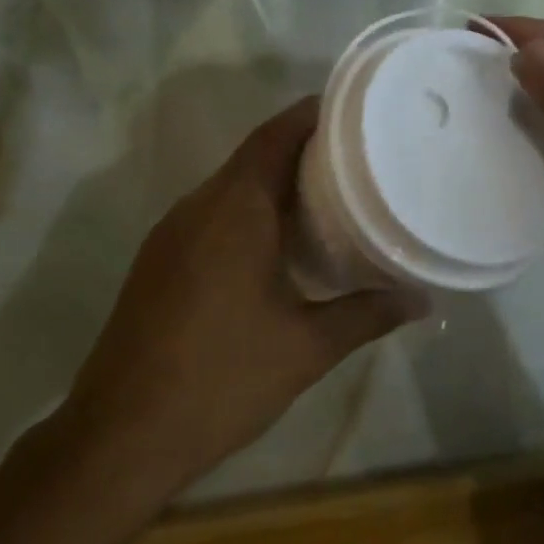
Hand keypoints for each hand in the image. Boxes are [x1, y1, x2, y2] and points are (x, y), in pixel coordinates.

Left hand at [63, 96, 428, 496]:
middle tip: (355, 157)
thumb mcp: (306, 347)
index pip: (274, 136)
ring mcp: (171, 232)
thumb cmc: (222, 379)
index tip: (351, 111)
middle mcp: (198, 206)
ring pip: (229, 186)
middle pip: (253, 156)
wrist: (121, 432)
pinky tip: (275, 243)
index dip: (310, 116)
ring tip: (325, 195)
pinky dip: (246, 211)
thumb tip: (422, 300)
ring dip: (271, 183)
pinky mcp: (158, 259)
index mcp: (234, 209)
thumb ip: (367, 315)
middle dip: (300, 149)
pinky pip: (210, 214)